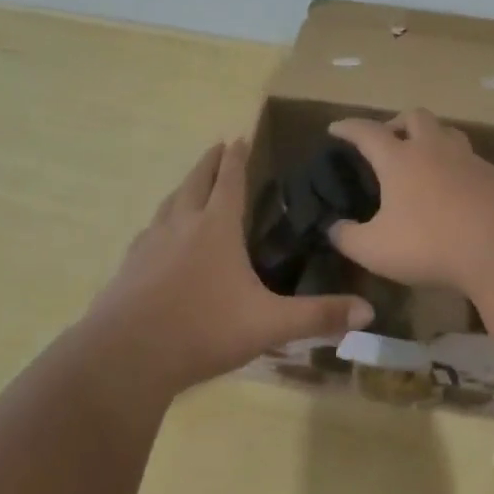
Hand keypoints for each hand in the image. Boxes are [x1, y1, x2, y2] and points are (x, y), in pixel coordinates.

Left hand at [83, 139, 372, 395]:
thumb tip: (369, 311)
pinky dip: (161, 222)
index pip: (229, 180)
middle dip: (208, 163)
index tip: (238, 136)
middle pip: (195, 182)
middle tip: (216, 146)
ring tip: (189, 186)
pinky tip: (158, 238)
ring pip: (168, 203)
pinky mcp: (128, 267)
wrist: (125, 356)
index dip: (236, 158)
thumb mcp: (269, 324)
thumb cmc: (203, 330)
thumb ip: (318, 316)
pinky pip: (149, 232)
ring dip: (183, 188)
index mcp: (216, 227)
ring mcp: (149, 244)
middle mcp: (181, 225)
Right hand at [326, 109, 493, 288]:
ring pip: (449, 134)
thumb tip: (333, 228)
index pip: (367, 132)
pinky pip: (473, 162)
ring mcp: (471, 160)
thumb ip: (348, 238)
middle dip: (398, 122)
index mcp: (400, 159)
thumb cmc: (432, 244)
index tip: (336, 128)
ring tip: (425, 160)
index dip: (348, 128)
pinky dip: (459, 169)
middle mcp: (435, 150)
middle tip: (389, 139)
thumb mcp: (375, 250)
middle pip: (415, 117)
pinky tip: (459, 193)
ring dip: (433, 139)